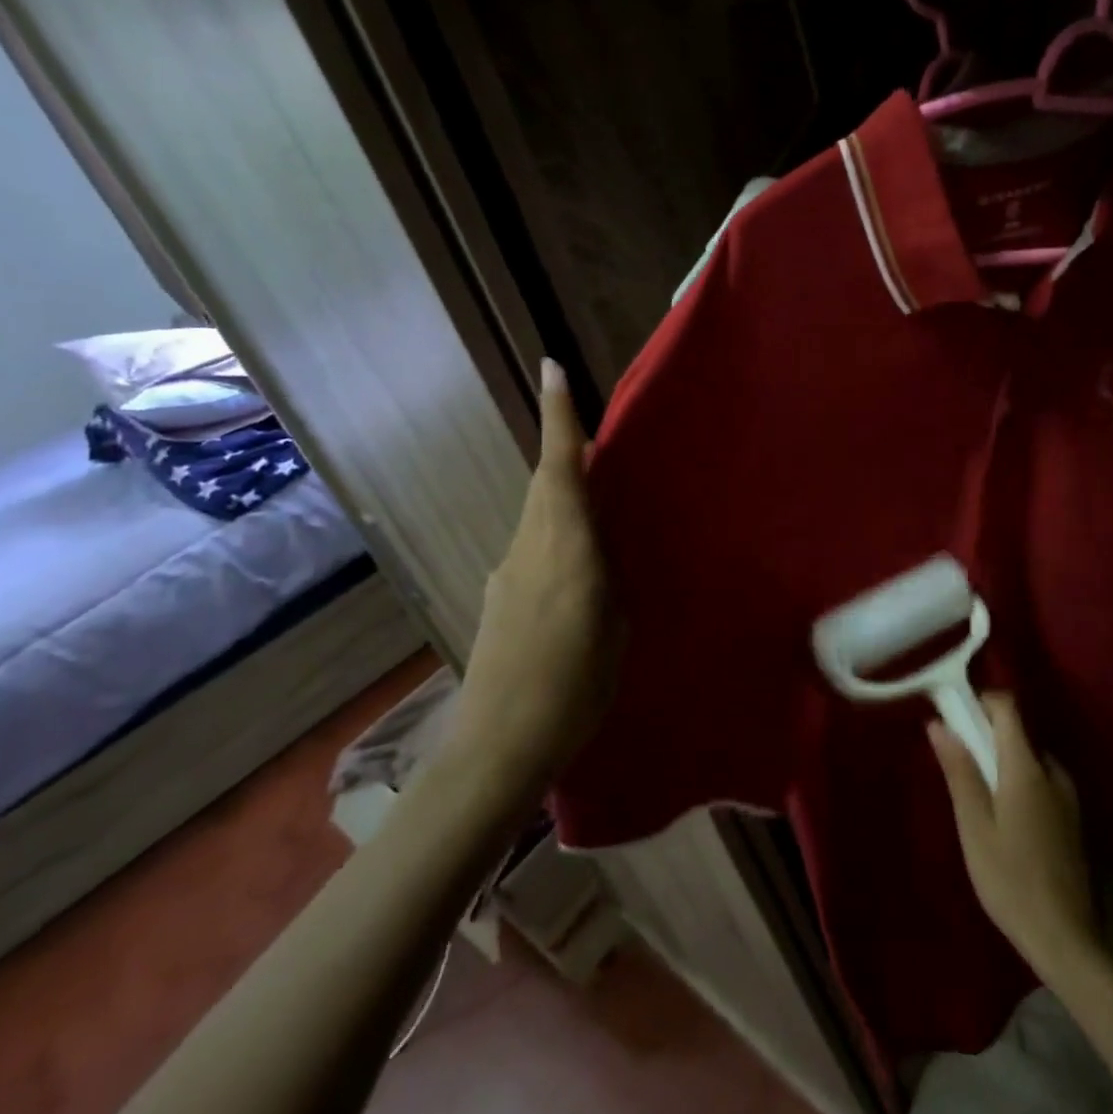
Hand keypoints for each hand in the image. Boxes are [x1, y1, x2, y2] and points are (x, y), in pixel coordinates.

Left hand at [448, 359, 618, 790]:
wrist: (497, 746)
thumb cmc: (573, 686)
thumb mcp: (615, 627)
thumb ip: (609, 577)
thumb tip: (603, 551)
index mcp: (564, 549)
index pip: (559, 468)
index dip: (558, 417)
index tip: (552, 367)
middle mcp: (530, 548)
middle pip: (547, 483)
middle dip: (566, 450)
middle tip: (598, 438)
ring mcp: (509, 572)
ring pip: (541, 513)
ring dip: (564, 495)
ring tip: (603, 506)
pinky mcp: (501, 597)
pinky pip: (536, 546)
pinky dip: (558, 535)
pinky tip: (580, 569)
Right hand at [930, 693, 1098, 984]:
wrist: (1066, 939)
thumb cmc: (1010, 879)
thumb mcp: (974, 826)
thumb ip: (959, 771)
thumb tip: (939, 724)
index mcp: (1027, 767)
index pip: (1008, 707)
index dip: (980, 702)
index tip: (954, 717)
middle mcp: (1052, 771)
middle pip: (1017, 732)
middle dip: (985, 737)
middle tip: (957, 767)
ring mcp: (1067, 796)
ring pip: (1028, 759)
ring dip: (1002, 763)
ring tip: (977, 801)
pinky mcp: (1072, 819)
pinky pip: (1041, 781)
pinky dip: (1018, 783)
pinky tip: (1005, 822)